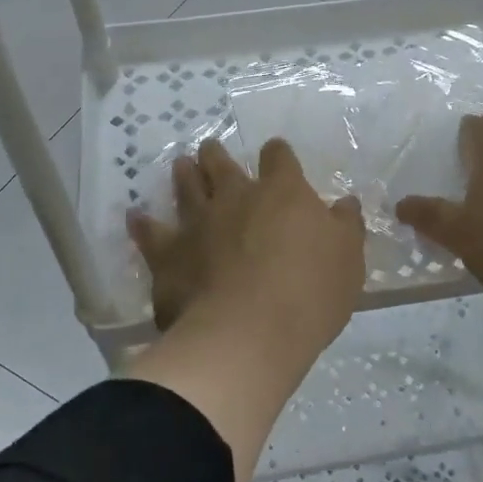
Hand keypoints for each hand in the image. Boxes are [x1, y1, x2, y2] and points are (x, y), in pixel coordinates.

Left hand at [129, 137, 365, 348]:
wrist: (249, 332)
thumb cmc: (309, 293)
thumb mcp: (347, 259)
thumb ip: (345, 227)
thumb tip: (344, 204)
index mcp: (282, 192)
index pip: (279, 159)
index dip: (277, 154)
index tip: (275, 153)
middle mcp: (236, 197)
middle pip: (223, 165)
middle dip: (217, 155)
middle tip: (210, 148)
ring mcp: (198, 223)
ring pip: (187, 188)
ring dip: (184, 175)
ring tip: (180, 165)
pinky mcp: (169, 255)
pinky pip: (150, 233)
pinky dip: (142, 224)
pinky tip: (135, 215)